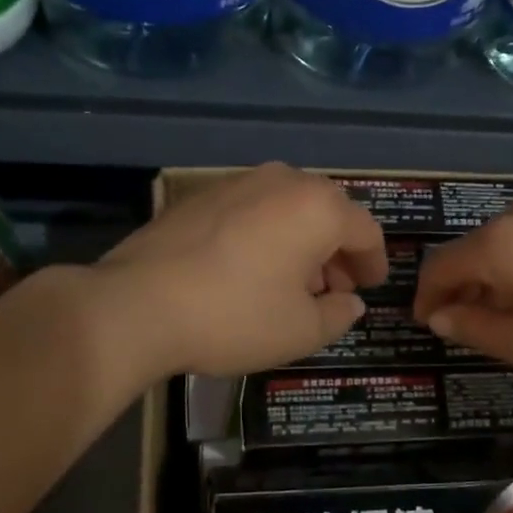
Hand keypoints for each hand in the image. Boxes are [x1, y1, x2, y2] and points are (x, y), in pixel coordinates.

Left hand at [96, 163, 387, 377]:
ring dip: (301, 243)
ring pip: (287, 209)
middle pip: (327, 212)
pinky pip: (252, 211)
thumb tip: (350, 302)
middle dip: (337, 251)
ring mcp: (237, 183)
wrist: (138, 305)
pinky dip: (266, 236)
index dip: (374, 262)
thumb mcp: (300, 331)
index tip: (371, 286)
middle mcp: (282, 181)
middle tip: (334, 288)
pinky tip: (251, 271)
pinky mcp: (201, 196)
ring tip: (293, 283)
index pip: (364, 230)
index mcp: (317, 208)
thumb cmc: (235, 316)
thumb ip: (337, 315)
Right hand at [412, 197, 512, 384]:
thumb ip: (472, 327)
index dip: (425, 297)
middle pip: (470, 251)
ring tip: (501, 316)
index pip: (439, 265)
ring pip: (501, 244)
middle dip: (459, 289)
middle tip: (462, 327)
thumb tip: (437, 316)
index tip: (425, 325)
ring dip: (490, 278)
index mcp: (498, 242)